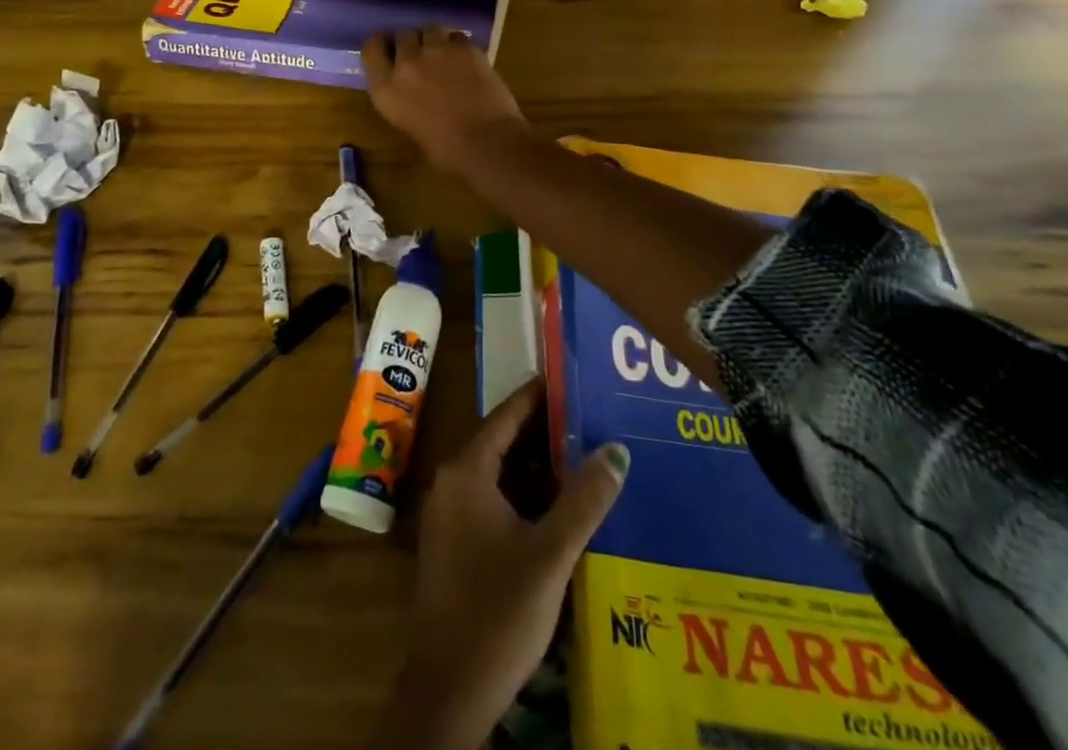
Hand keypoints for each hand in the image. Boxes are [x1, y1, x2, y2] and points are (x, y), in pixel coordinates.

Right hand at [361, 27, 529, 172]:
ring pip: (429, 29)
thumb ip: (403, 98)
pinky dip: (457, 44)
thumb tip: (413, 89)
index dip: (382, 46)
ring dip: (433, 38)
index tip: (389, 51)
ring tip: (443, 52)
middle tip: (421, 56)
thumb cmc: (446, 149)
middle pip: (402, 35)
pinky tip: (465, 58)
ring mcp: (437, 51)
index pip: (371, 49)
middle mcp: (406, 63)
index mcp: (386, 89)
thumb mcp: (408, 124)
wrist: (486, 142)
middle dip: (411, 43)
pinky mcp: (465, 48)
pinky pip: (456, 36)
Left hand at [375, 379, 629, 749]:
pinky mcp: (455, 543)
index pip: (504, 417)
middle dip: (542, 433)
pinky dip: (523, 495)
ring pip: (498, 475)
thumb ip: (584, 499)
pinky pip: (492, 500)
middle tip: (586, 418)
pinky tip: (559, 507)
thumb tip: (617, 450)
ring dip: (535, 468)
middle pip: (500, 443)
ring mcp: (450, 514)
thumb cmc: (499, 610)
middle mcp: (452, 482)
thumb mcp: (550, 553)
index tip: (566, 379)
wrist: (450, 688)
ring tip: (582, 455)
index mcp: (466, 472)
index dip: (535, 397)